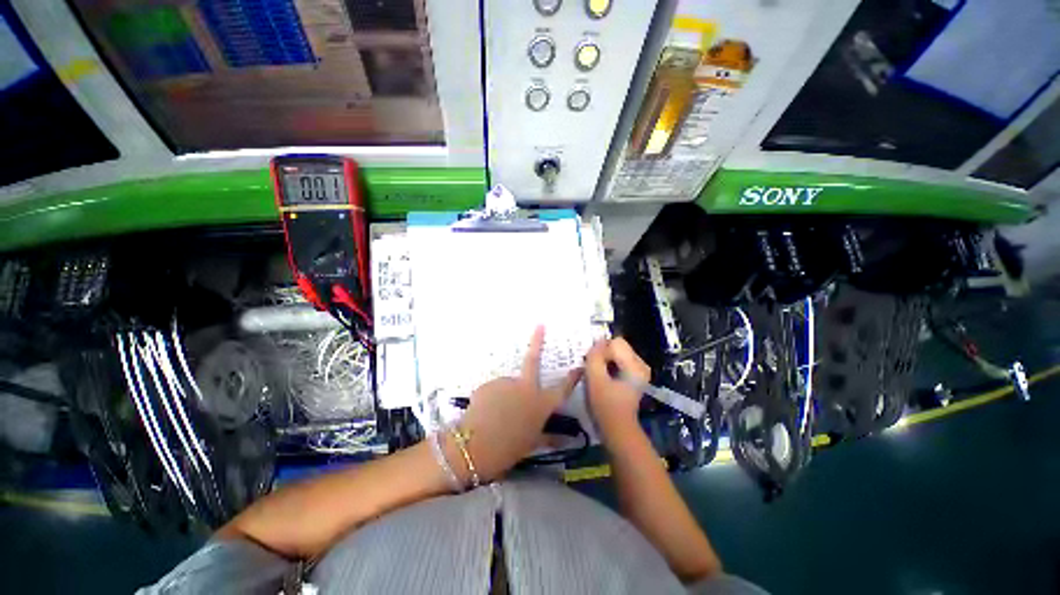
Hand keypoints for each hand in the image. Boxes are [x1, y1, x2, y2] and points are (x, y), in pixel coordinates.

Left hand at [454, 326, 581, 482]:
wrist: (475, 446)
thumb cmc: (508, 449)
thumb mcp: (531, 444)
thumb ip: (548, 438)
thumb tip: (566, 440)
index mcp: (541, 404)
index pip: (562, 388)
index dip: (572, 378)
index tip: (580, 366)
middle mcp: (526, 388)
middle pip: (533, 361)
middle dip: (537, 341)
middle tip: (540, 325)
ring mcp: (506, 382)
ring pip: (508, 385)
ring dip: (505, 395)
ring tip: (495, 415)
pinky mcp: (488, 383)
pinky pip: (493, 391)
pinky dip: (492, 399)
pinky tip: (485, 413)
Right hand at [585, 338, 650, 443]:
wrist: (618, 429)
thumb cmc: (605, 405)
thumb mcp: (595, 379)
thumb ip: (594, 357)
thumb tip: (597, 342)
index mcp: (636, 365)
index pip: (615, 343)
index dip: (601, 352)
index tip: (594, 367)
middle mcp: (641, 364)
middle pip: (618, 345)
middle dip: (603, 354)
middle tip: (594, 370)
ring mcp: (639, 370)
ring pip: (617, 352)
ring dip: (605, 360)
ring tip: (598, 375)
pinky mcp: (635, 375)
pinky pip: (619, 360)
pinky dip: (609, 365)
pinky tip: (604, 377)